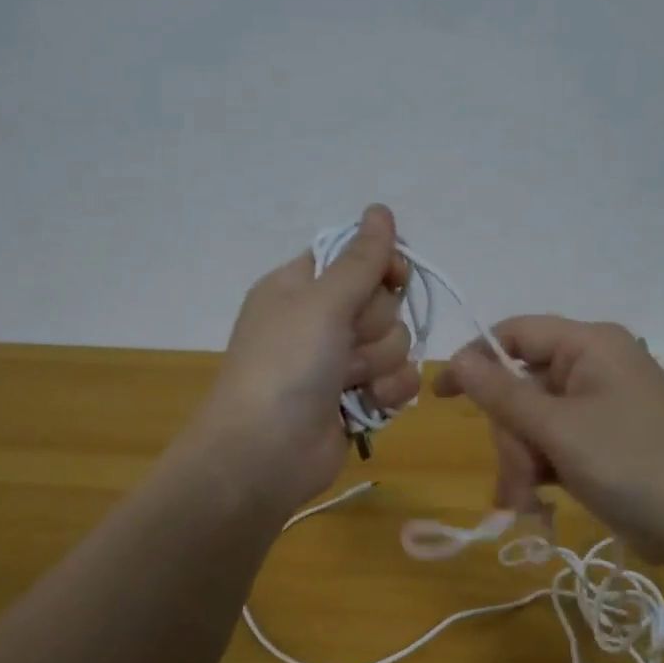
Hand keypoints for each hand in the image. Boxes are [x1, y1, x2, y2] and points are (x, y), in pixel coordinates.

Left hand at [193, 205, 418, 513]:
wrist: (265, 453)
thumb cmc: (285, 366)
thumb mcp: (320, 303)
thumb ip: (360, 259)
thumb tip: (380, 209)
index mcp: (299, 287)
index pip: (355, 256)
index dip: (379, 264)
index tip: (393, 276)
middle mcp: (320, 320)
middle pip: (383, 301)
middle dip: (374, 326)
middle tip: (344, 344)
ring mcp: (339, 362)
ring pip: (396, 343)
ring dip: (378, 363)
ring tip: (348, 383)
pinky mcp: (357, 399)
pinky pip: (397, 379)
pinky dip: (388, 392)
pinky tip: (368, 405)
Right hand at [432, 317, 663, 558]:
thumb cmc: (631, 462)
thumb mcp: (557, 428)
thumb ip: (501, 393)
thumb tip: (457, 357)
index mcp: (589, 345)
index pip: (515, 333)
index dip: (475, 359)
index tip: (441, 396)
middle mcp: (594, 367)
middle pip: (521, 387)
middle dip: (510, 436)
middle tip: (514, 478)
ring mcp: (600, 407)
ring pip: (533, 422)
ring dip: (521, 462)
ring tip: (524, 502)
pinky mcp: (604, 442)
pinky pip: (554, 444)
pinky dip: (541, 472)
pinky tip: (536, 504)